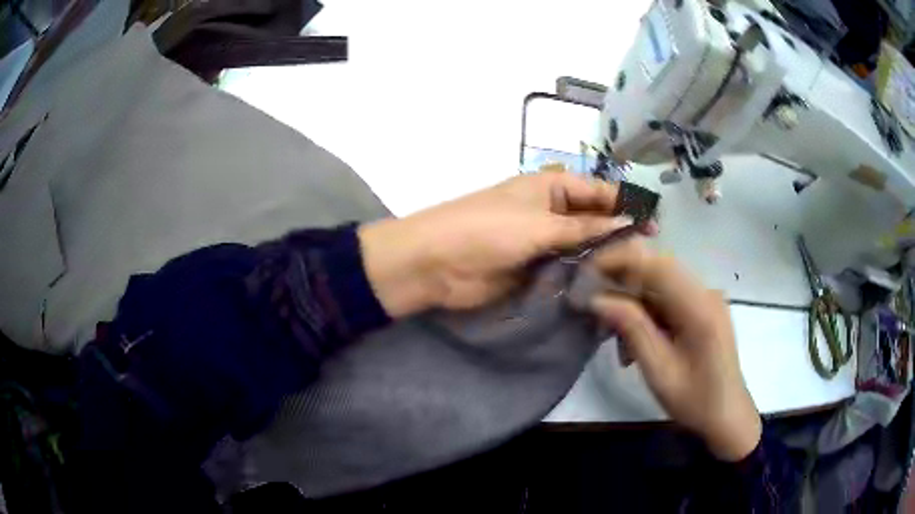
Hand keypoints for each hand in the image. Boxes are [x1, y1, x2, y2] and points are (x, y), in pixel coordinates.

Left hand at [359, 172, 646, 316]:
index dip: (627, 204)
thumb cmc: (486, 230)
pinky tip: (607, 286)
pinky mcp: (534, 268)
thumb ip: (585, 227)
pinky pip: (566, 269)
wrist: (436, 263)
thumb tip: (628, 222)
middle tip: (650, 253)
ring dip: (603, 256)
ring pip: (582, 245)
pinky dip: (584, 275)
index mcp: (549, 186)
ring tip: (636, 272)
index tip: (656, 223)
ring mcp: (542, 241)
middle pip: (593, 218)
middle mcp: (549, 210)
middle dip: (619, 231)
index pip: (598, 191)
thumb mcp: (539, 224)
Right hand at [588, 238, 761, 461]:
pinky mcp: (703, 308)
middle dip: (621, 281)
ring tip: (615, 338)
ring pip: (659, 283)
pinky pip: (668, 298)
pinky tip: (636, 340)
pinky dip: (646, 312)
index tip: (586, 274)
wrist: (727, 416)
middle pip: (656, 267)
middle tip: (593, 307)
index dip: (618, 259)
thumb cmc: (695, 401)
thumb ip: (632, 329)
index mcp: (699, 306)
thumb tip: (597, 298)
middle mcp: (705, 292)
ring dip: (632, 301)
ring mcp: (706, 298)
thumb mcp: (659, 370)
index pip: (655, 263)